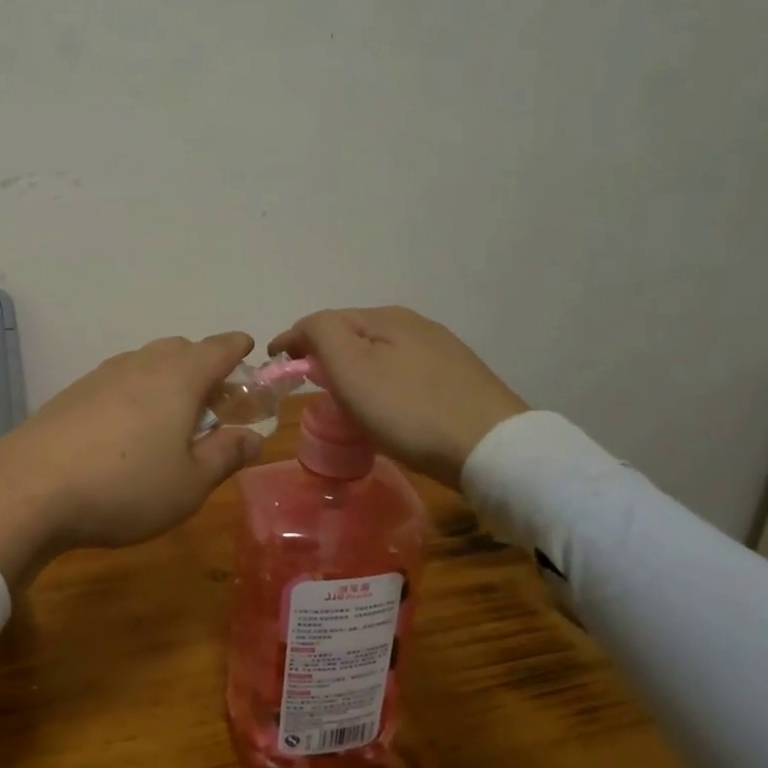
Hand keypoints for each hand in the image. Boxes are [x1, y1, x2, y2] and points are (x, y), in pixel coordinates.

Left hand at [0, 333, 264, 581]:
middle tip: (214, 400)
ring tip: (172, 415)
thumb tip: (253, 438)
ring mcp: (101, 375)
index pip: (218, 348)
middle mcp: (141, 364)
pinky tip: (127, 427)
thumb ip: (225, 455)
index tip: (248, 350)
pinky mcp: (73, 393)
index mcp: (179, 377)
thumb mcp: (189, 484)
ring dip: (166, 378)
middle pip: (180, 350)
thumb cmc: (125, 486)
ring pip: (145, 362)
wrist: (30, 487)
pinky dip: (135, 391)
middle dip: (202, 365)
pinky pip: (117, 379)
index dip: (237, 348)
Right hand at [269, 307, 527, 485]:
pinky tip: (385, 407)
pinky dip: (381, 383)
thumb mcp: (351, 367)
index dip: (293, 340)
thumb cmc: (409, 409)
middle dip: (325, 353)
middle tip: (308, 384)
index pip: (323, 320)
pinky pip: (404, 373)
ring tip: (343, 399)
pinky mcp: (459, 380)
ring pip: (380, 353)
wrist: (493, 449)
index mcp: (385, 317)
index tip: (274, 364)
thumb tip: (305, 329)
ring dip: (354, 369)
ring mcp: (442, 352)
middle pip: (353, 334)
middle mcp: (415, 325)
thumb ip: (320, 334)